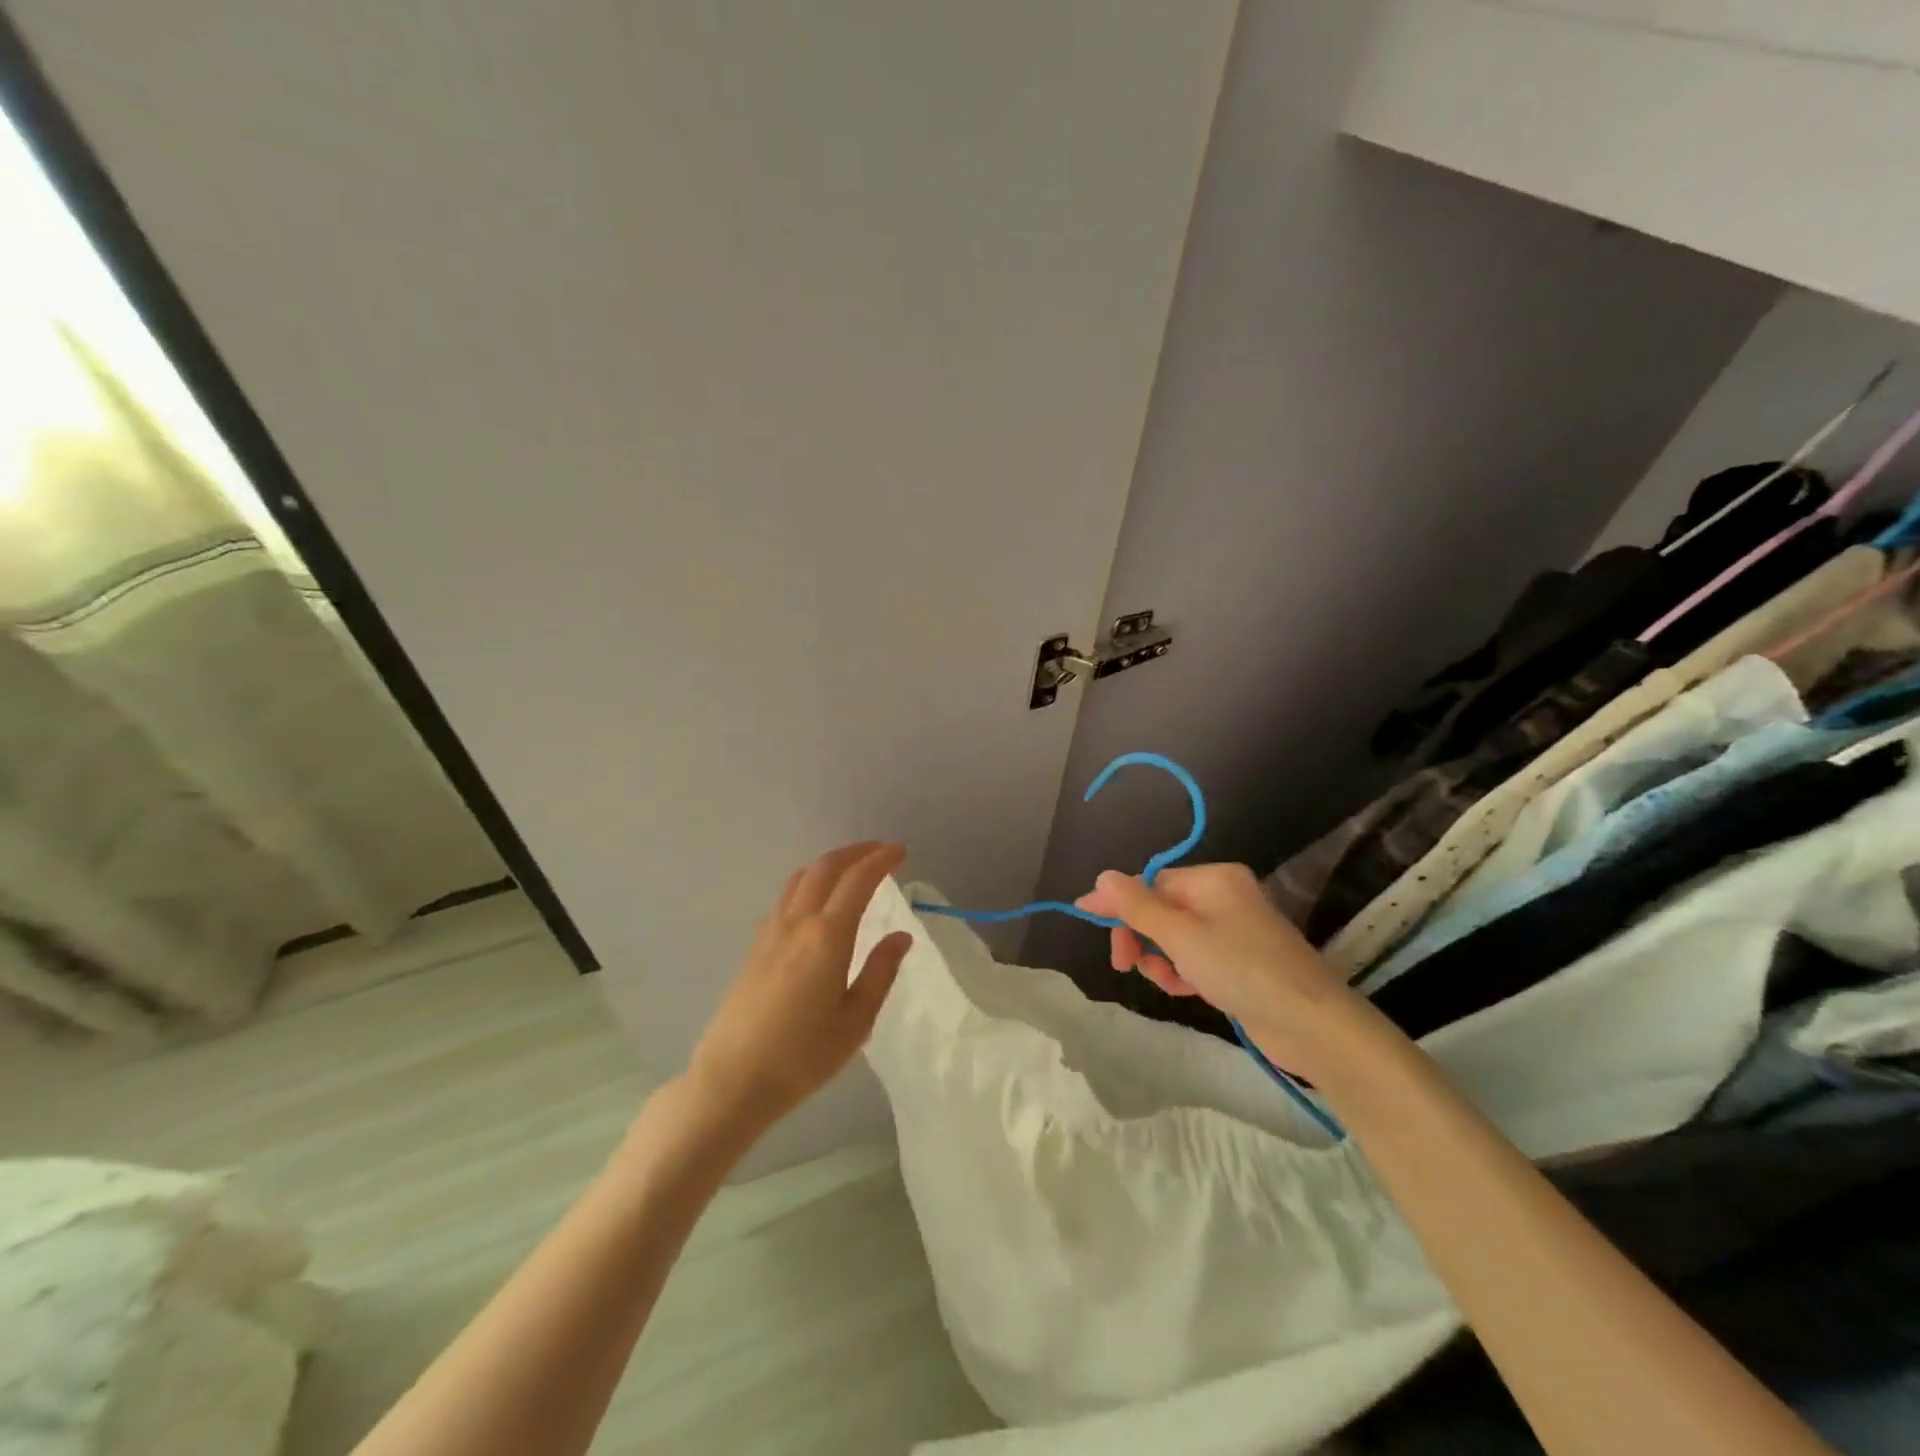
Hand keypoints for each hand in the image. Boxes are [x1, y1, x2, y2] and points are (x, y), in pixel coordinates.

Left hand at [688, 842, 911, 1133]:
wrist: (732, 1079)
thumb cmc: (802, 1056)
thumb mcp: (856, 1021)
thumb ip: (880, 972)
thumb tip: (900, 937)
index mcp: (827, 937)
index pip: (858, 881)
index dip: (880, 860)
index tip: (900, 851)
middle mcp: (797, 923)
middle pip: (825, 868)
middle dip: (855, 852)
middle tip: (880, 851)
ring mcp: (770, 932)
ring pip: (800, 878)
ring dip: (829, 864)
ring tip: (850, 870)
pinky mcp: (754, 947)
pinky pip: (785, 898)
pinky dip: (808, 883)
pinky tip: (816, 904)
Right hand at [1075, 862, 1364, 1077]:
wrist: (1311, 1024)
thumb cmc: (1241, 969)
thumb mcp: (1180, 936)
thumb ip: (1137, 906)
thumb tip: (1102, 876)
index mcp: (1213, 879)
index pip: (1151, 882)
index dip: (1119, 901)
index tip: (1085, 917)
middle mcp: (1223, 897)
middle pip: (1161, 909)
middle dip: (1140, 935)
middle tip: (1124, 965)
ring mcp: (1233, 931)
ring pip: (1175, 937)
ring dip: (1160, 958)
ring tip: (1166, 981)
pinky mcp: (1240, 962)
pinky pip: (1195, 957)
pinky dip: (1182, 971)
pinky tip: (1184, 989)